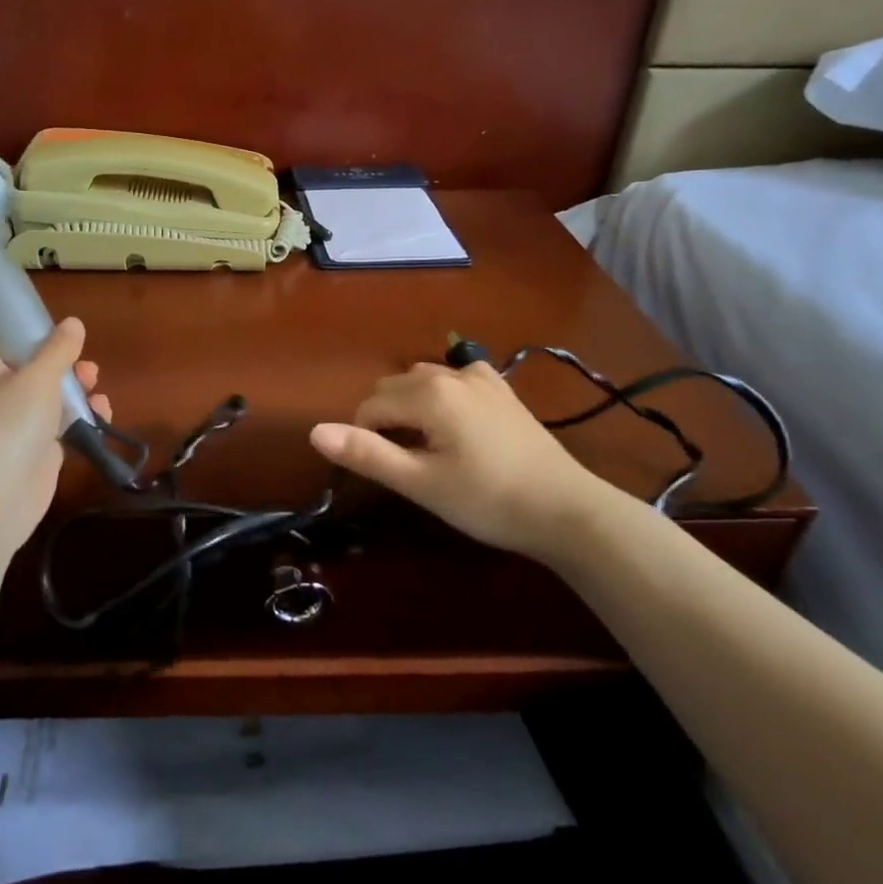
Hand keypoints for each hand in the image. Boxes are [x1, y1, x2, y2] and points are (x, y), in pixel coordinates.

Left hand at [0, 318, 109, 565]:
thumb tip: (72, 323)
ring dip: (71, 384)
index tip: (22, 313)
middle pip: (18, 362)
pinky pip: (58, 424)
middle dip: (51, 354)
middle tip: (76, 352)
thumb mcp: (37, 377)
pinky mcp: (33, 450)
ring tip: (93, 379)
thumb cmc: (6, 424)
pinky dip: (79, 416)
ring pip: (42, 393)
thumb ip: (57, 350)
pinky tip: (101, 413)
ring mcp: (12, 423)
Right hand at [309, 361, 623, 562]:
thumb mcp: (421, 483)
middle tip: (409, 464)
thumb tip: (315, 431)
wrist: (567, 509)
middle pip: (393, 387)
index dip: (367, 439)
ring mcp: (481, 377)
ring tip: (430, 448)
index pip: (370, 407)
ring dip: (412, 406)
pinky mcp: (502, 389)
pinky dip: (443, 394)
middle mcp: (451, 373)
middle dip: (387, 420)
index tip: (391, 473)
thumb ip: (367, 454)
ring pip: (422, 379)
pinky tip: (457, 421)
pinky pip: (456, 378)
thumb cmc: (488, 500)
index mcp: (428, 393)